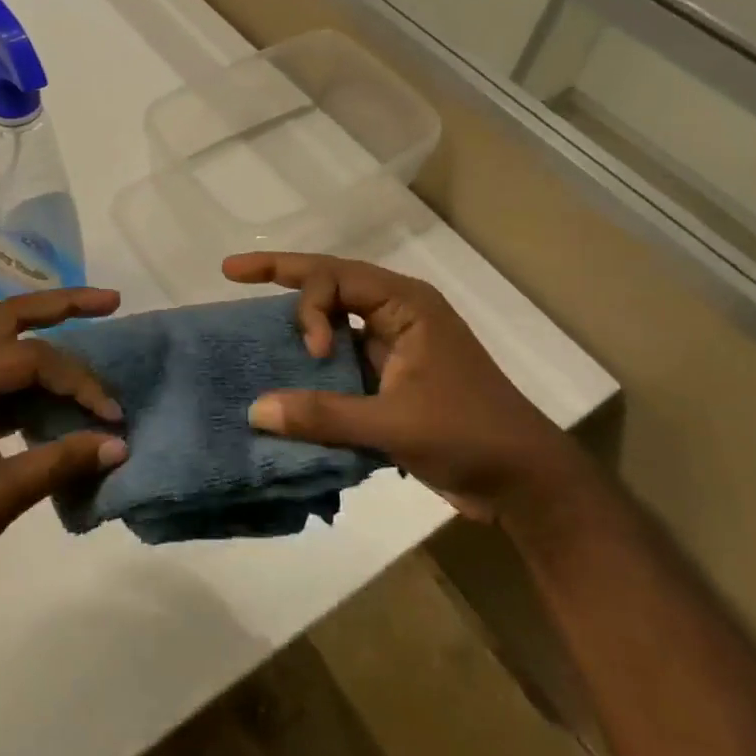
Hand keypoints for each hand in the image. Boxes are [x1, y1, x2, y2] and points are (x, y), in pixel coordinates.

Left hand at [0, 288, 128, 603]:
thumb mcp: (0, 495)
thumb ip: (61, 462)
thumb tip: (118, 445)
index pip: (32, 358)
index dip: (79, 383)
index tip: (112, 416)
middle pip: (12, 315)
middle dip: (64, 305)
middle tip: (111, 302)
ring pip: (2, 337)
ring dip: (45, 332)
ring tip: (92, 327)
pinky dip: (28, 374)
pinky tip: (56, 391)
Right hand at [223, 252, 573, 521]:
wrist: (525, 483)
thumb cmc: (471, 436)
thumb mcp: (396, 424)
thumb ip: (324, 415)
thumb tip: (254, 411)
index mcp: (405, 305)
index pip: (336, 277)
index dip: (307, 306)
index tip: (312, 354)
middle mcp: (395, 313)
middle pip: (329, 283)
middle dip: (281, 275)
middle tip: (230, 273)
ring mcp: (391, 344)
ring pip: (332, 318)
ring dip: (296, 321)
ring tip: (249, 323)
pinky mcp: (387, 376)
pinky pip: (337, 356)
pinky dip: (308, 361)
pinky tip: (280, 372)